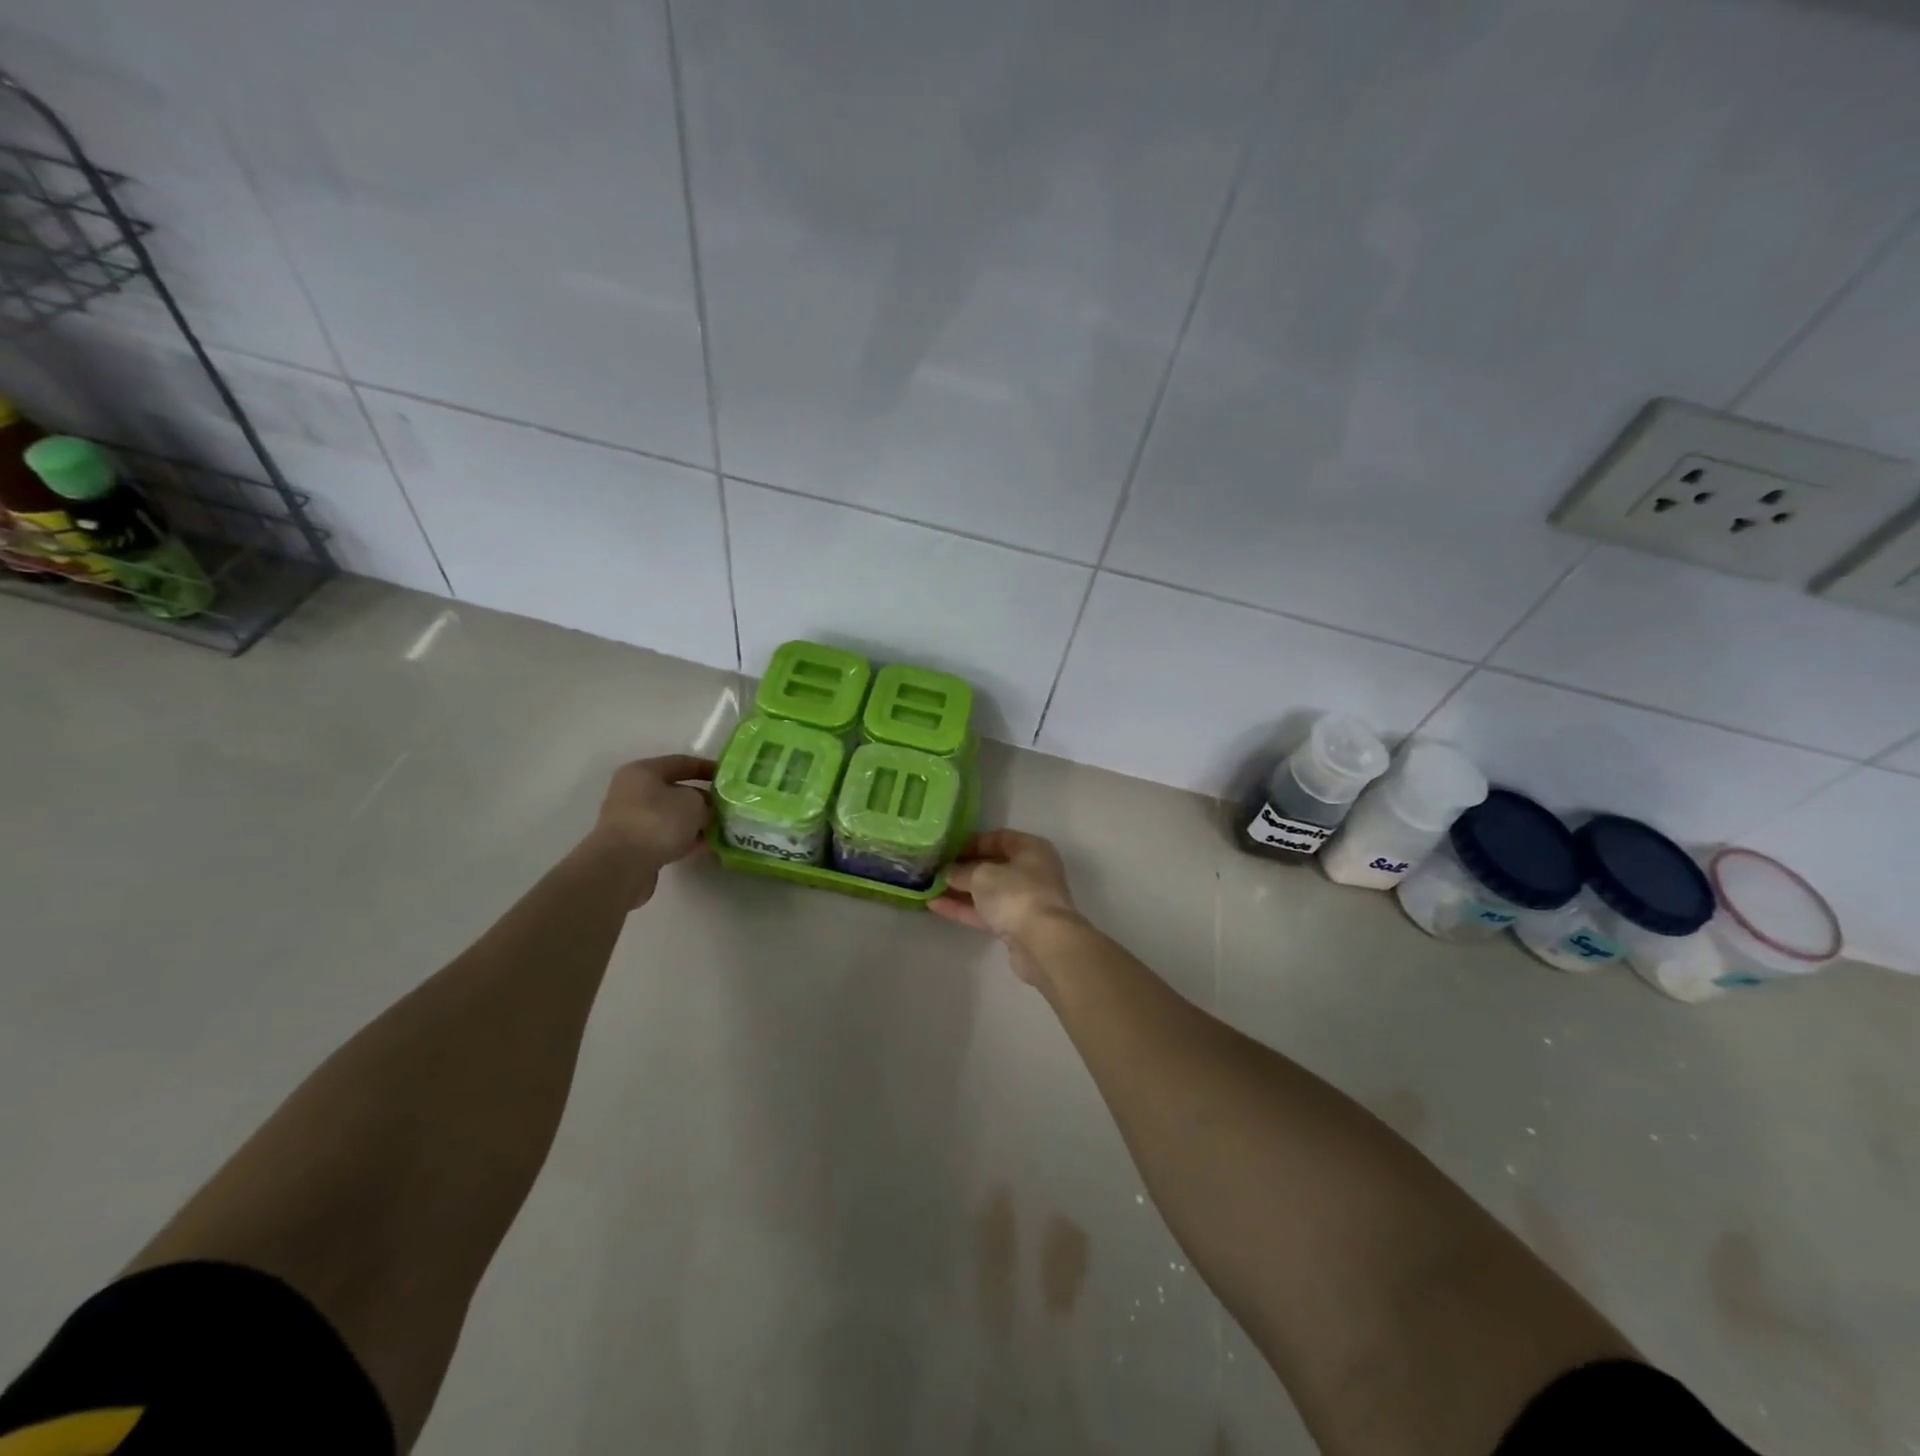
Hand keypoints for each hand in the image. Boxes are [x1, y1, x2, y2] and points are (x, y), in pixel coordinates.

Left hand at [585, 754, 713, 904]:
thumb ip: (705, 801)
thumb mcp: (694, 803)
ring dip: (693, 822)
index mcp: (643, 771)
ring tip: (718, 830)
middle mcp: (632, 791)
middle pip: (675, 790)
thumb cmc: (658, 821)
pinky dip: (682, 839)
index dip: (707, 768)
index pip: (681, 762)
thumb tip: (706, 809)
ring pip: (670, 816)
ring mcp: (630, 819)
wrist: (621, 866)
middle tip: (726, 808)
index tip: (728, 776)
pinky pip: (664, 836)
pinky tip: (702, 847)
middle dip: (702, 799)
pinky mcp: (632, 845)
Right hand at [930, 830, 1081, 984]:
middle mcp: (1031, 872)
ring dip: (960, 890)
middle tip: (934, 870)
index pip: (998, 838)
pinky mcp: (1016, 927)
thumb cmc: (1016, 894)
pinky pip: (986, 912)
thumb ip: (961, 871)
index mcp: (1030, 849)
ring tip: (928, 888)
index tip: (946, 849)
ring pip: (987, 892)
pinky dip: (964, 909)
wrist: (1043, 942)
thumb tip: (948, 872)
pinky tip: (935, 906)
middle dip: (963, 868)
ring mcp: (1024, 901)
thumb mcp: (982, 875)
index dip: (971, 842)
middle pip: (992, 866)